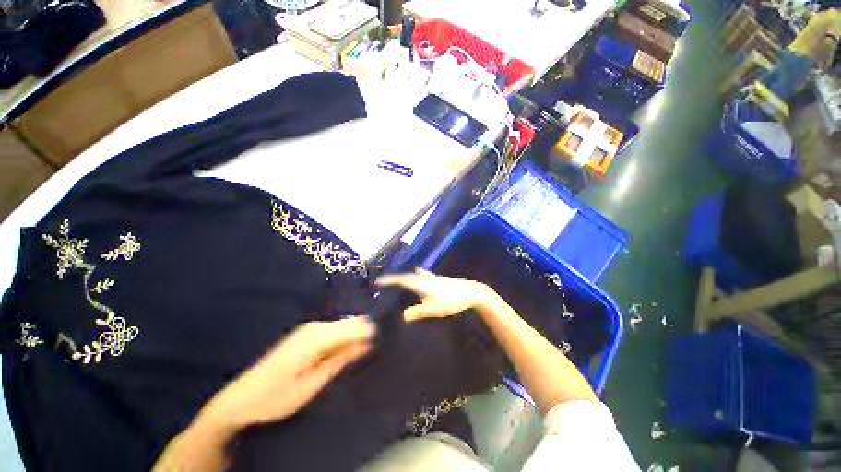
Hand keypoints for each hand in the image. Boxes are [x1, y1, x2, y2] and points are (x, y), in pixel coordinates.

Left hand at [153, 317, 374, 471]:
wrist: (240, 399)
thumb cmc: (276, 397)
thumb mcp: (312, 383)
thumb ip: (341, 360)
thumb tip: (369, 343)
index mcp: (316, 336)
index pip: (355, 326)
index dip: (372, 332)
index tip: (388, 341)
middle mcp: (315, 326)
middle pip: (351, 323)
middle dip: (366, 333)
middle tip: (380, 347)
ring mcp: (310, 329)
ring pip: (344, 327)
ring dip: (356, 337)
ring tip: (369, 350)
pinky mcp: (307, 335)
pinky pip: (335, 332)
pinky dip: (345, 339)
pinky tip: (350, 351)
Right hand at [377, 268, 492, 321]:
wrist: (470, 292)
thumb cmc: (450, 301)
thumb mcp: (432, 308)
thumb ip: (417, 312)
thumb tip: (402, 316)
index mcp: (421, 284)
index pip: (402, 280)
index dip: (390, 280)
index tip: (379, 281)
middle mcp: (426, 278)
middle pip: (408, 276)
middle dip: (397, 277)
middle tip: (388, 281)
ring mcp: (434, 278)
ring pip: (417, 275)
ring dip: (407, 276)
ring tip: (402, 278)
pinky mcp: (440, 280)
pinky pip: (424, 276)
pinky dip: (417, 277)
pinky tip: (422, 278)